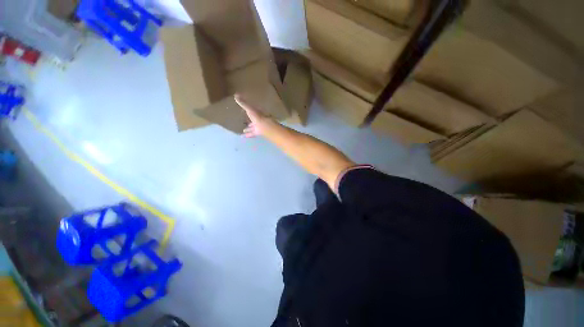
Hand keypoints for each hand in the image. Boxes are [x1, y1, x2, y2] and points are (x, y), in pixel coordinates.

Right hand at [234, 94, 275, 137]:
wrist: (265, 127)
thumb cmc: (258, 117)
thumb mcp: (249, 109)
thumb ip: (243, 103)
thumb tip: (235, 95)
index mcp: (258, 112)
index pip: (253, 109)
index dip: (249, 109)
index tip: (244, 110)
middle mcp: (259, 119)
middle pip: (254, 119)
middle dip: (249, 120)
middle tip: (244, 121)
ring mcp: (259, 126)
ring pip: (253, 127)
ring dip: (249, 128)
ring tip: (243, 130)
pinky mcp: (258, 132)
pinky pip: (252, 133)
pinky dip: (247, 134)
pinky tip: (242, 136)